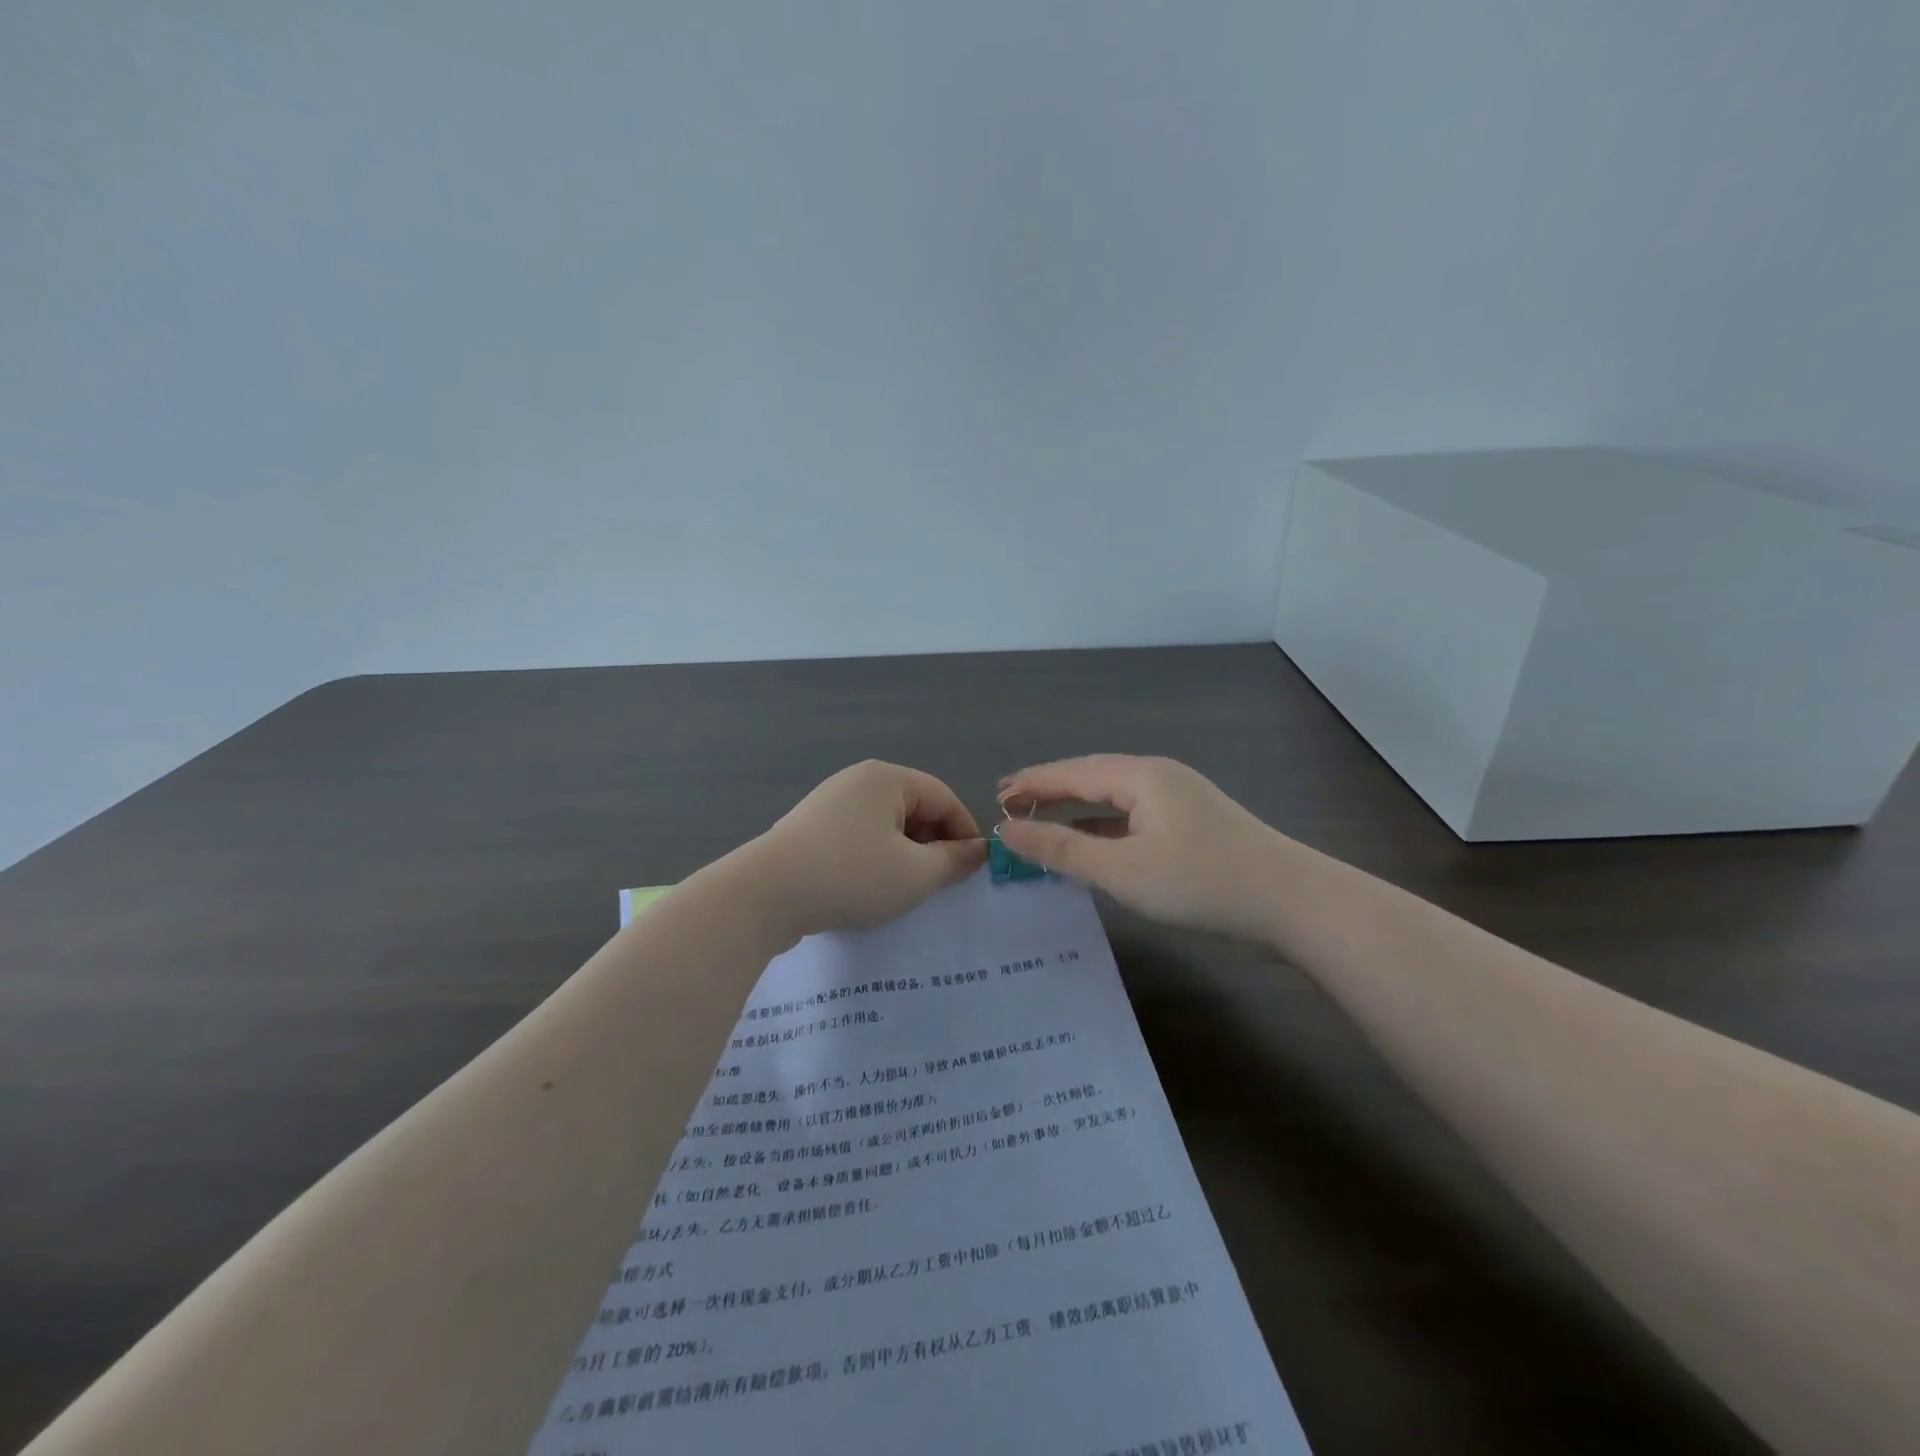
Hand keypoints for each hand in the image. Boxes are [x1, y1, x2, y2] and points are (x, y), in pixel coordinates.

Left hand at [741, 761, 987, 939]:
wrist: (766, 895)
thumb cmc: (852, 876)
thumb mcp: (916, 874)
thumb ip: (954, 861)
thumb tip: (978, 852)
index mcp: (888, 778)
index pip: (944, 799)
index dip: (965, 834)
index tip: (973, 871)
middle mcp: (859, 780)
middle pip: (914, 808)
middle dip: (933, 845)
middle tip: (940, 884)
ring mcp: (830, 802)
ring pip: (886, 826)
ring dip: (904, 855)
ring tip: (905, 889)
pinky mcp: (810, 828)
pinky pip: (858, 837)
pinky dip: (874, 859)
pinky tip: (868, 888)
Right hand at [995, 755, 1284, 941]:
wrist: (1292, 903)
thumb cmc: (1200, 881)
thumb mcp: (1121, 869)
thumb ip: (1061, 848)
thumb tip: (1005, 831)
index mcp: (1139, 776)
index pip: (1071, 772)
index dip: (1030, 784)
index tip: (994, 796)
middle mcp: (1158, 777)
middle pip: (1091, 777)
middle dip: (1049, 791)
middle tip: (1008, 806)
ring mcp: (1179, 799)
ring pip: (1113, 798)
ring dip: (1075, 809)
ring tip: (1039, 820)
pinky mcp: (1192, 824)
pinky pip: (1133, 816)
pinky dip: (1103, 826)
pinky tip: (1091, 842)